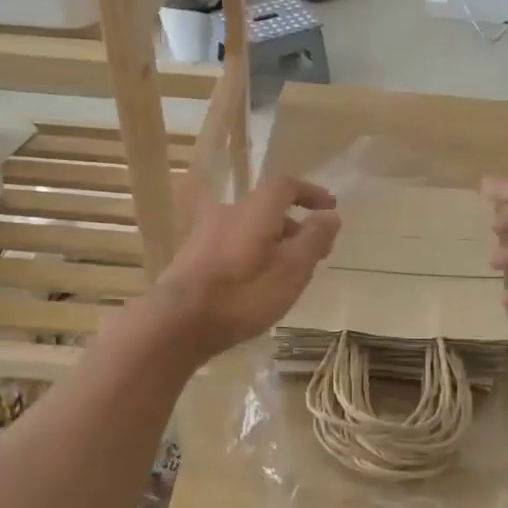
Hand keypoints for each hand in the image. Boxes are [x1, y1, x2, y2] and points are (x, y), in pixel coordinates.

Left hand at [153, 175, 338, 358]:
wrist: (177, 322)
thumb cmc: (243, 294)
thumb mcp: (292, 270)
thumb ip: (314, 239)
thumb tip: (330, 215)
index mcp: (256, 209)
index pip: (286, 186)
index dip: (310, 193)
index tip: (329, 208)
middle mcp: (229, 212)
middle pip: (267, 208)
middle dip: (293, 225)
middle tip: (313, 251)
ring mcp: (206, 232)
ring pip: (249, 228)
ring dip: (272, 242)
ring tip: (286, 273)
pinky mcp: (192, 255)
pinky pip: (232, 243)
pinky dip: (252, 253)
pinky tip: (255, 283)